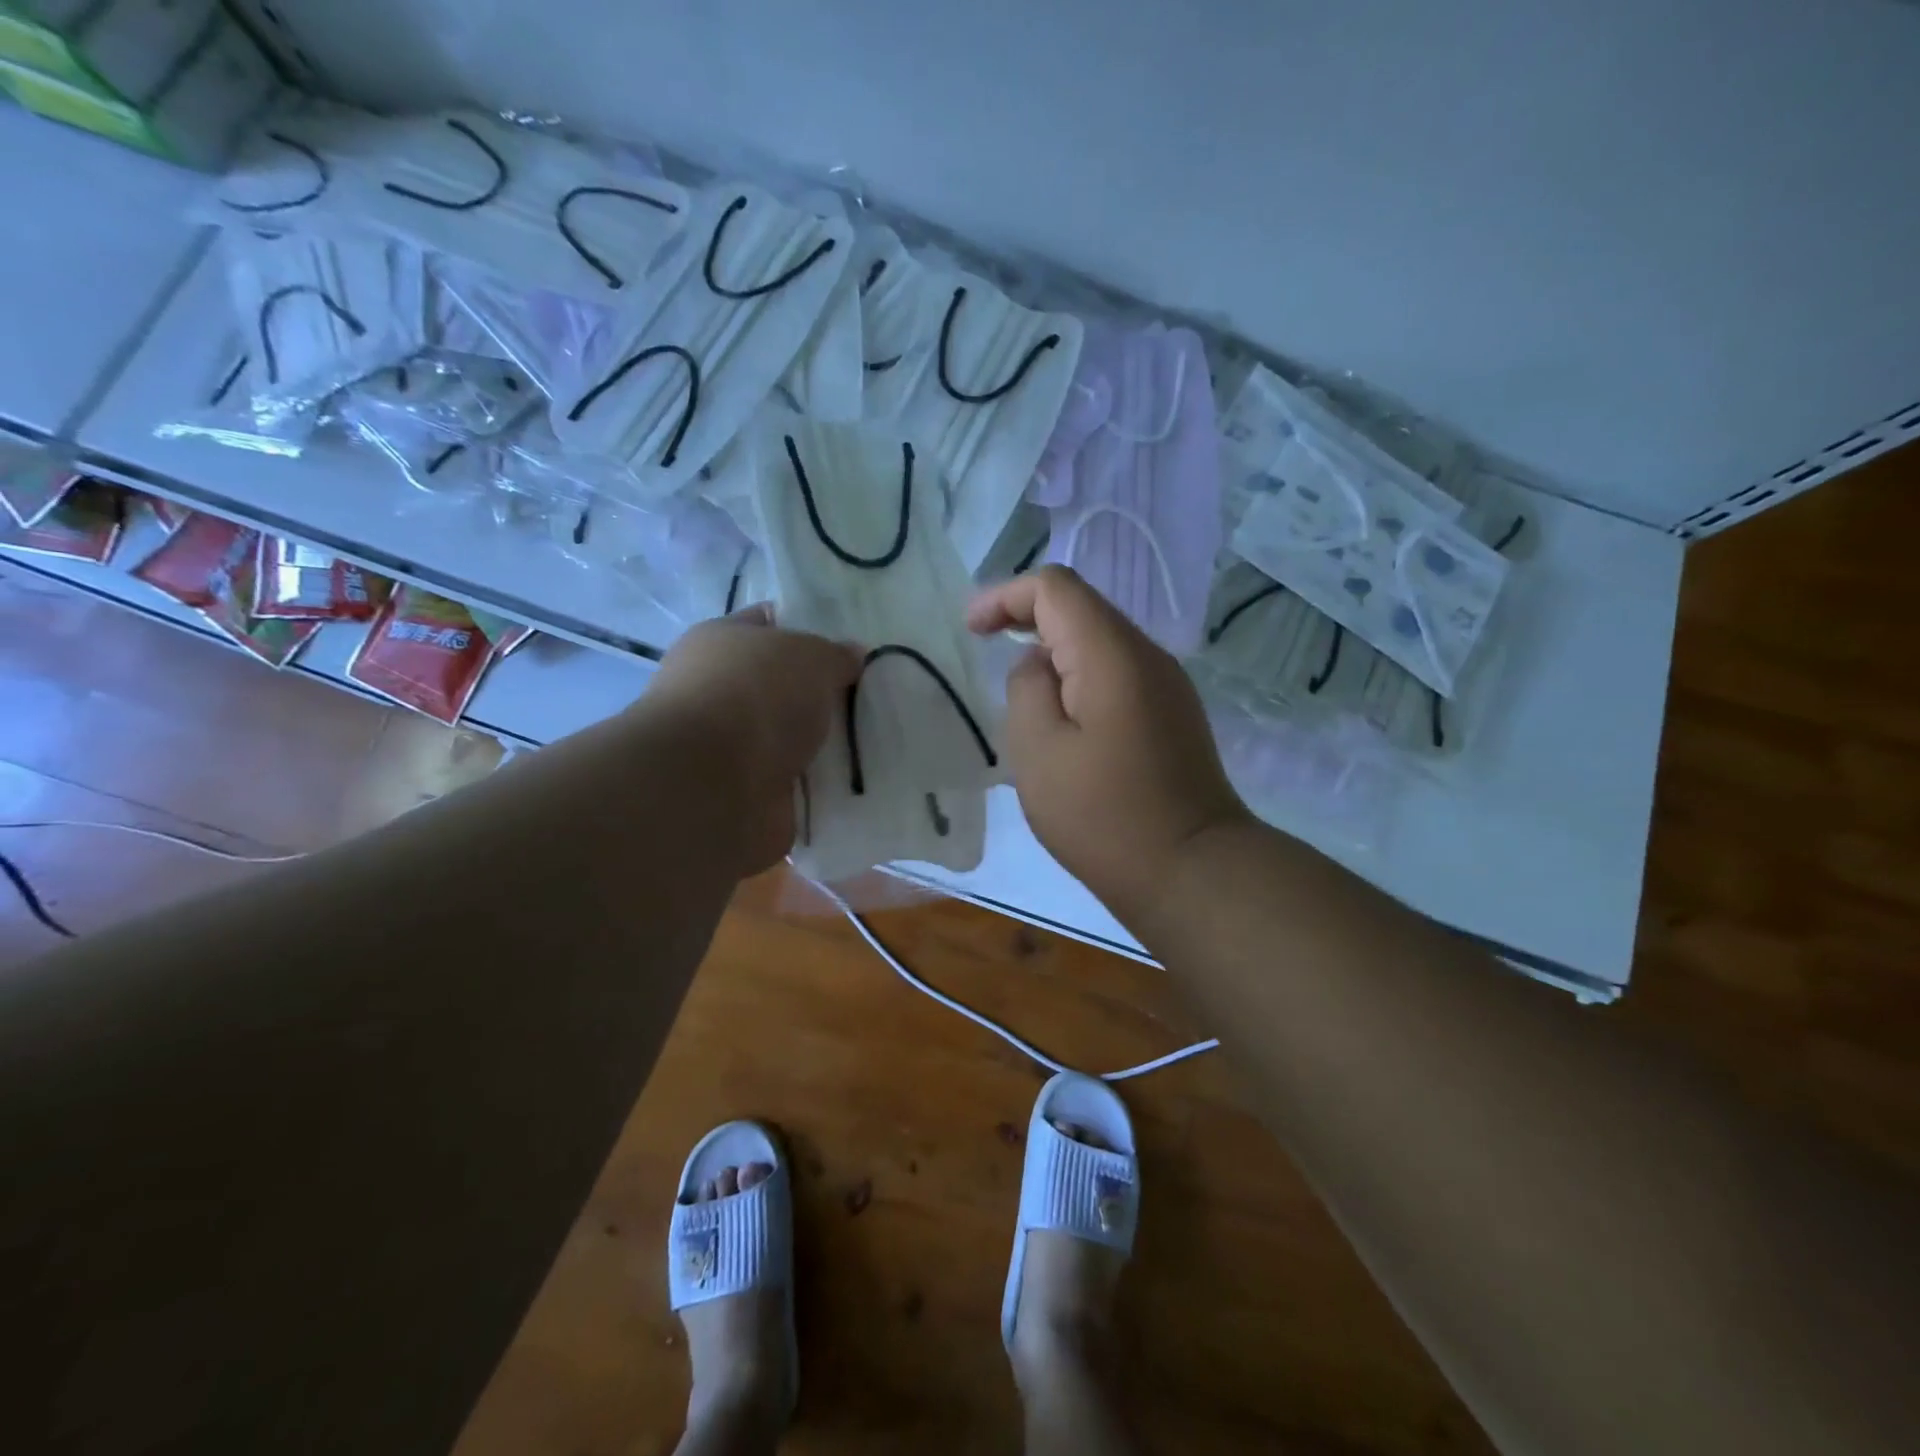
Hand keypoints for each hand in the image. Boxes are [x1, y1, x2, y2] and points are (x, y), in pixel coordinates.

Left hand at [646, 605, 862, 874]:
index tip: (850, 648)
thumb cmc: (756, 696)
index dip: (808, 628)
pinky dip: (820, 784)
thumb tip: (851, 656)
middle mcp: (718, 690)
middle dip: (823, 693)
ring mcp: (730, 744)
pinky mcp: (746, 791)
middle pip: (783, 685)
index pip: (768, 623)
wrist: (713, 785)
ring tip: (872, 742)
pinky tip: (855, 780)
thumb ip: (836, 655)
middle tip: (870, 697)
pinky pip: (796, 782)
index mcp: (720, 641)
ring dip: (823, 743)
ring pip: (791, 736)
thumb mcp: (811, 656)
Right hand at [968, 566, 1251, 921]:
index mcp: (1112, 654)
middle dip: (1027, 619)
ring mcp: (1168, 685)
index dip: (1005, 596)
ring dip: (1054, 653)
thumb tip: (1039, 666)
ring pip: (1101, 642)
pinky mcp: (1173, 714)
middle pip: (1081, 608)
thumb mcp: (1038, 751)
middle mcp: (1147, 655)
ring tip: (1022, 698)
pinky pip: (1118, 674)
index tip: (971, 630)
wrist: (1192, 870)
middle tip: (986, 649)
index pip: (1055, 588)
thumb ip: (1027, 689)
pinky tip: (1063, 721)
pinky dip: (1080, 677)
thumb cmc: (1103, 815)